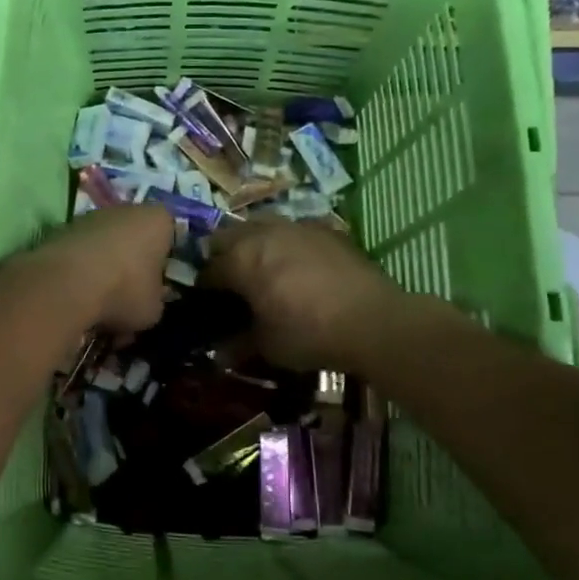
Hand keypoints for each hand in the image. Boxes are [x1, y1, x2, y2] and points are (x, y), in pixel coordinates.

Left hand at [8, 204, 174, 336]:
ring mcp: (92, 217)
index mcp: (159, 220)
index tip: (159, 287)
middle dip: (134, 265)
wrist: (65, 285)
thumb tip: (149, 300)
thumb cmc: (124, 291)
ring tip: (101, 303)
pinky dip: (82, 271)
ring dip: (106, 269)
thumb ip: (156, 300)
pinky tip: (78, 297)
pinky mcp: (63, 229)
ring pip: (107, 245)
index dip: (166, 263)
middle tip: (130, 297)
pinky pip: (82, 253)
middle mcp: (127, 209)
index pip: (171, 235)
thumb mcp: (153, 309)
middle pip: (136, 238)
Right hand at [202, 219, 413, 372]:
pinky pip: (293, 232)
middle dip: (224, 257)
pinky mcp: (325, 230)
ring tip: (265, 272)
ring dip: (255, 245)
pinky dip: (287, 246)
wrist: (374, 320)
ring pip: (261, 227)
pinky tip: (299, 269)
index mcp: (241, 259)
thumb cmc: (310, 334)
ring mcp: (296, 226)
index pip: (208, 270)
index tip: (208, 307)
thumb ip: (239, 344)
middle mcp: (263, 233)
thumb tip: (220, 352)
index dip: (204, 290)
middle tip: (233, 285)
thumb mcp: (268, 346)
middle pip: (228, 237)